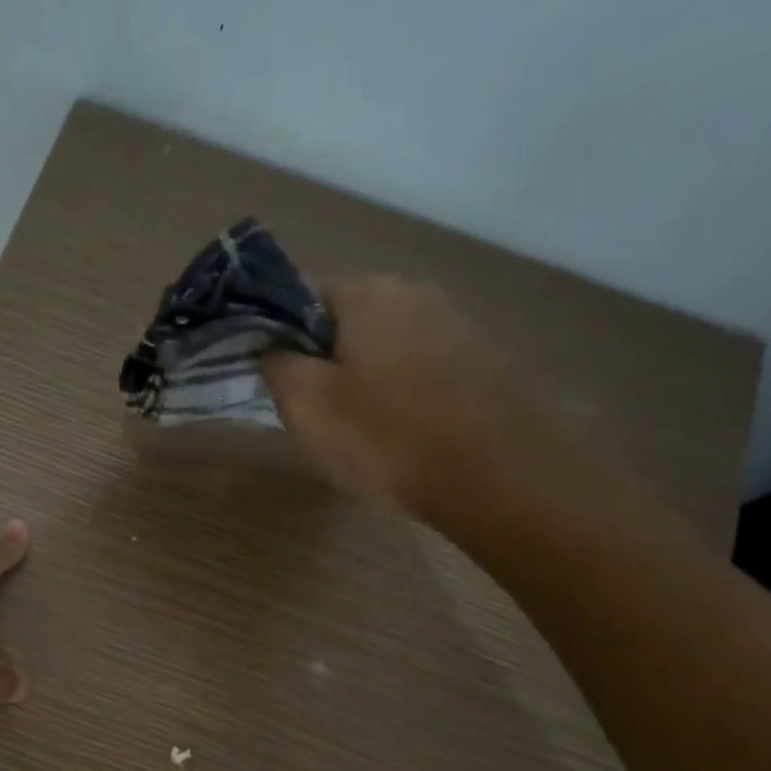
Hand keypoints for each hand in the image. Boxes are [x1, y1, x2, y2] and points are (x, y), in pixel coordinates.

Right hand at [261, 277, 549, 516]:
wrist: (497, 477)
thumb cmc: (386, 438)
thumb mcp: (306, 404)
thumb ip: (277, 364)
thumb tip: (274, 347)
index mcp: (369, 292)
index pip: (302, 300)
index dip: (284, 344)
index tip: (284, 389)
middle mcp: (417, 293)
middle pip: (347, 325)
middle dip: (327, 365)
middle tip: (320, 418)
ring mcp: (458, 325)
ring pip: (386, 350)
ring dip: (366, 384)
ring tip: (364, 434)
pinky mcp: (485, 361)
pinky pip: (422, 372)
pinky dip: (404, 398)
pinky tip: (405, 437)